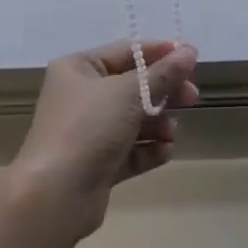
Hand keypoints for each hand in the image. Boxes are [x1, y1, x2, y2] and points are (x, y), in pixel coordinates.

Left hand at [8, 40, 200, 240]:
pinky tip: (164, 152)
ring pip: (133, 120)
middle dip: (163, 92)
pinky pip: (129, 150)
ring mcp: (87, 132)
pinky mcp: (96, 165)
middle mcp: (80, 96)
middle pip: (132, 86)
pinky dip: (148, 150)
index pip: (126, 52)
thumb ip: (163, 73)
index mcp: (78, 68)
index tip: (192, 59)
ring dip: (157, 124)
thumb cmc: (88, 127)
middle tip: (192, 98)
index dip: (160, 54)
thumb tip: (189, 51)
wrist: (55, 195)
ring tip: (171, 133)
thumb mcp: (129, 92)